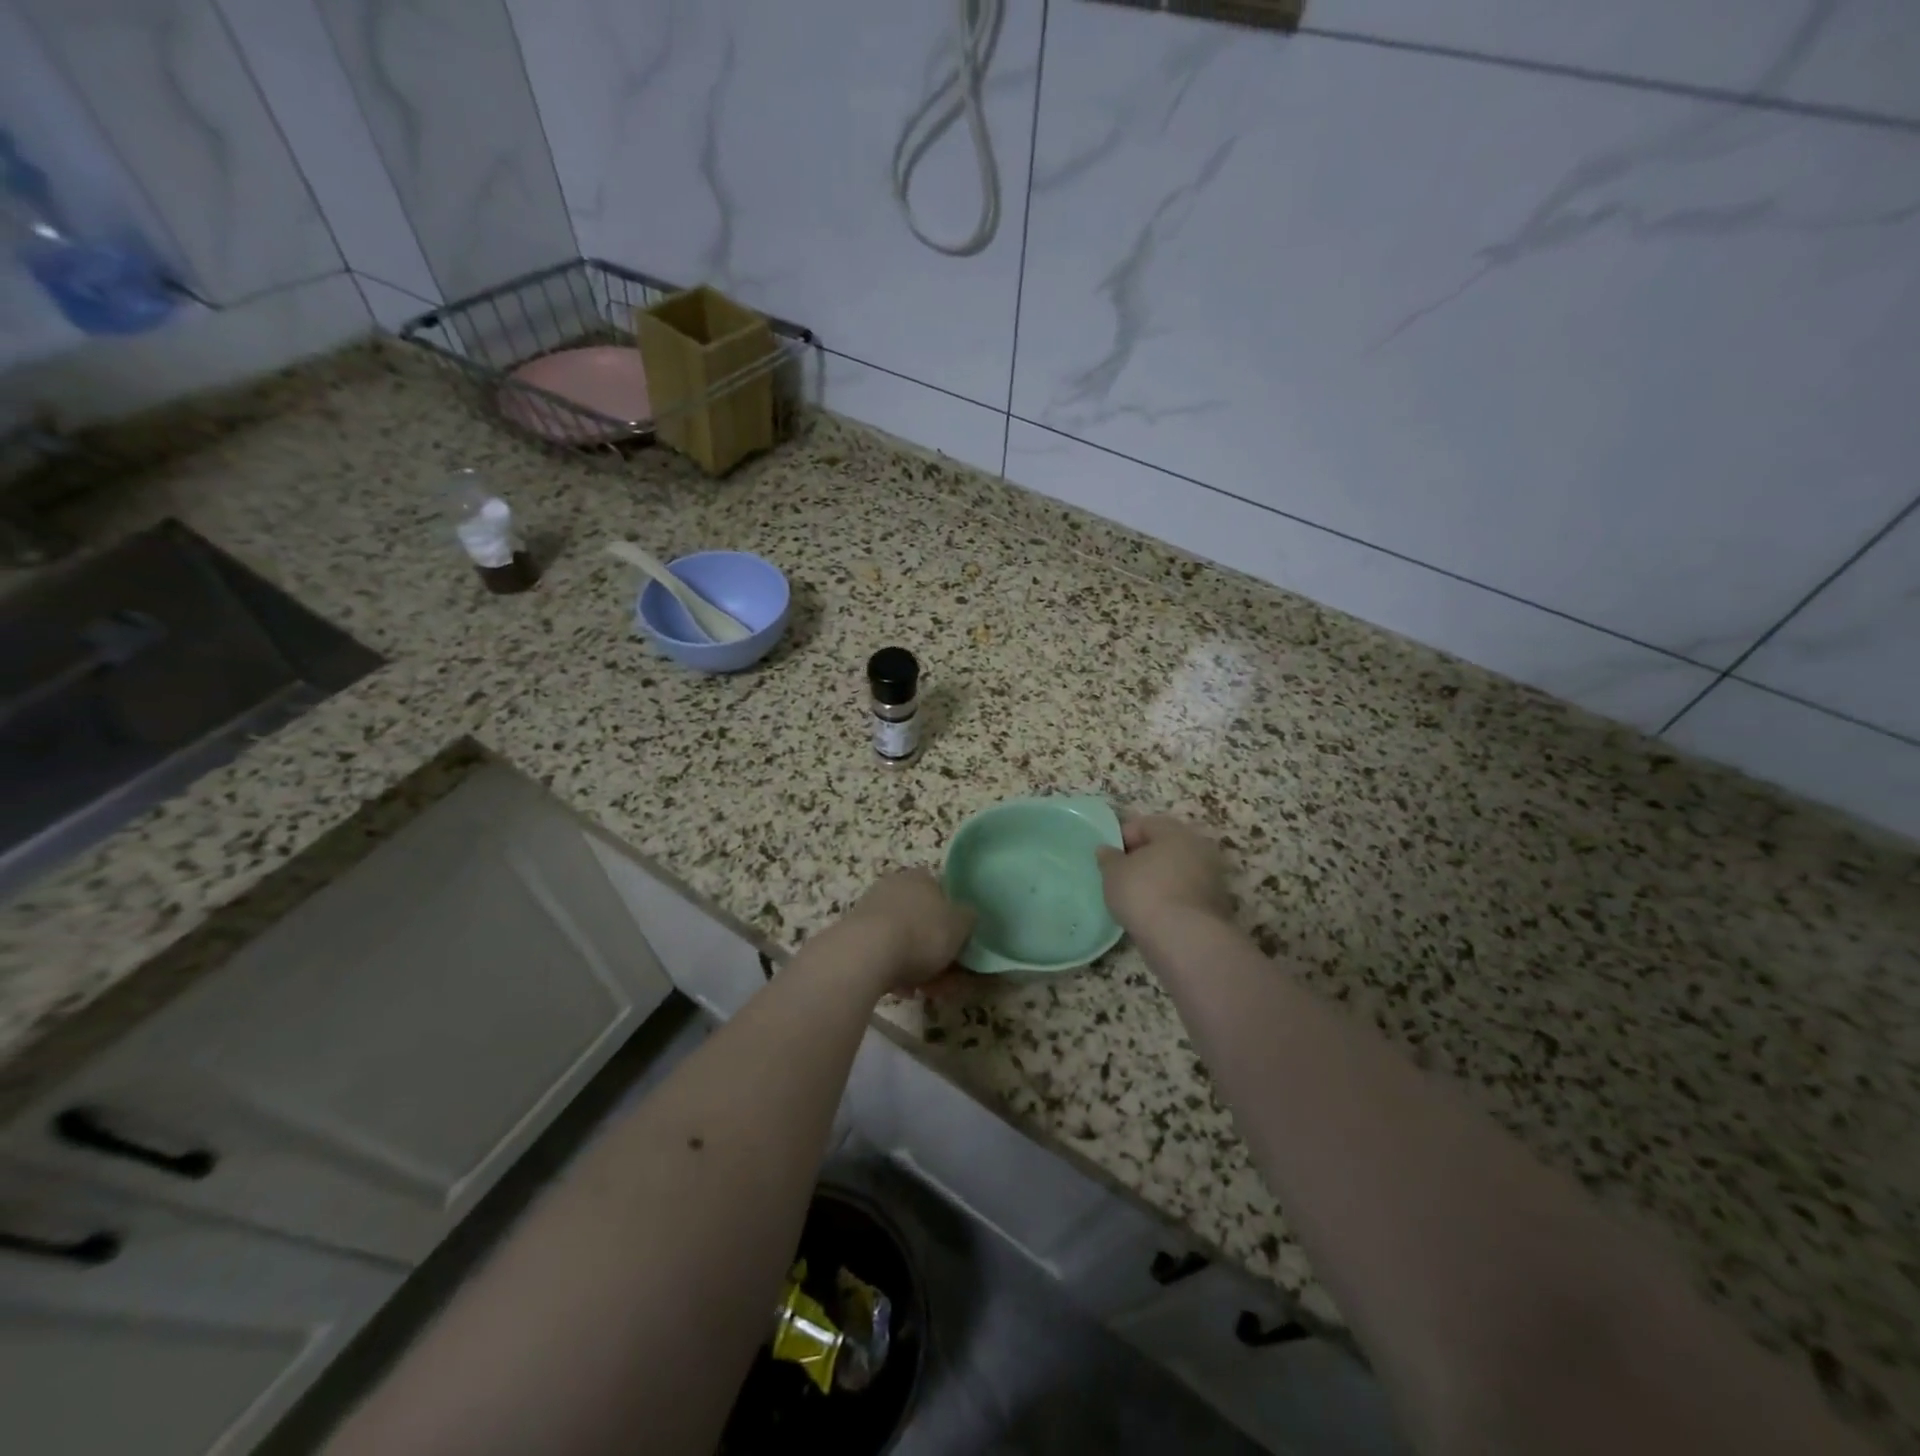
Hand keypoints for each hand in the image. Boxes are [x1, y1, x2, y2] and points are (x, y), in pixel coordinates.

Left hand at [836, 869, 976, 994]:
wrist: (867, 954)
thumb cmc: (921, 933)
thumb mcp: (960, 925)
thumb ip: (968, 918)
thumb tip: (966, 916)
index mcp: (921, 877)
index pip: (942, 892)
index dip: (954, 920)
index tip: (959, 945)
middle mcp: (894, 886)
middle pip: (923, 919)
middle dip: (935, 949)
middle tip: (946, 977)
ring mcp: (871, 909)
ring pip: (903, 939)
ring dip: (916, 964)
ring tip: (924, 990)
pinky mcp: (854, 934)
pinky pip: (883, 953)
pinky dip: (894, 970)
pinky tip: (902, 990)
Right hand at [1097, 815, 1232, 935]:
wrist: (1185, 940)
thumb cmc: (1144, 894)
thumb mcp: (1114, 873)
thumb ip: (1108, 858)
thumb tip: (1107, 850)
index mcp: (1175, 831)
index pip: (1143, 825)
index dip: (1121, 839)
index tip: (1108, 860)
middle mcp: (1199, 848)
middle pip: (1164, 847)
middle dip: (1143, 859)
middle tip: (1121, 877)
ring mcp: (1212, 878)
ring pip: (1176, 872)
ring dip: (1158, 881)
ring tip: (1135, 899)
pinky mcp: (1216, 906)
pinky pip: (1185, 894)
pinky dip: (1170, 900)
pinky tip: (1153, 915)